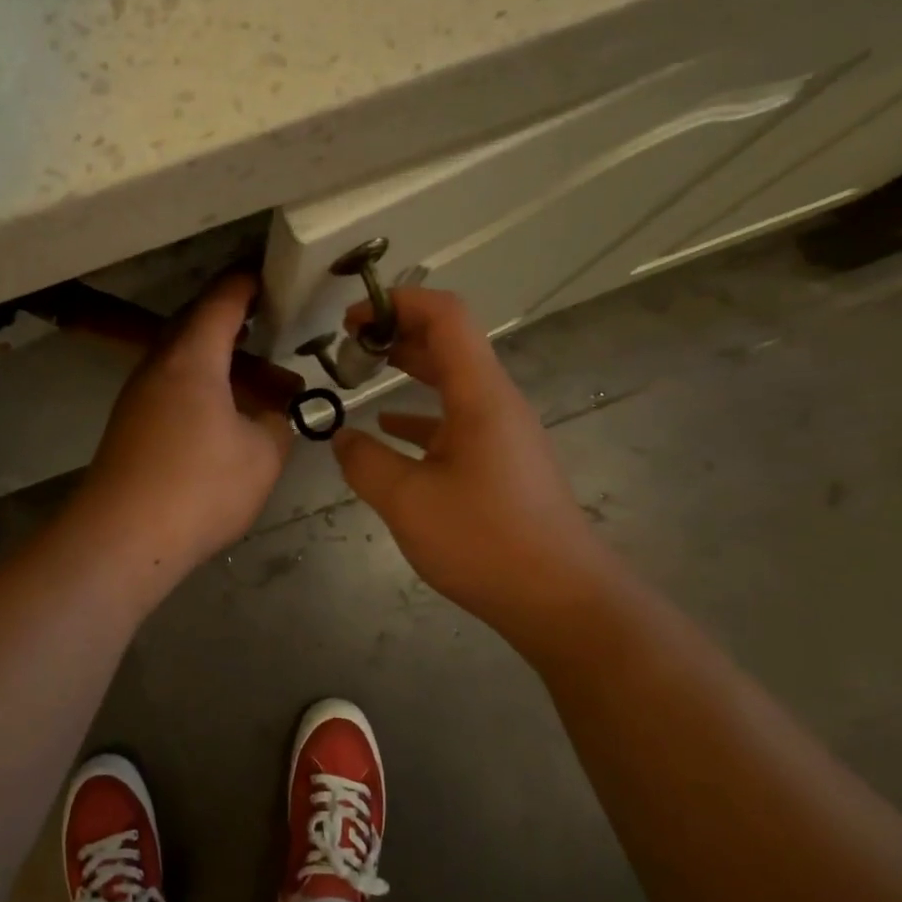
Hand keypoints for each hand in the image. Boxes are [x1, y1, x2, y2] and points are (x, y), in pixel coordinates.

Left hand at [72, 274, 292, 573]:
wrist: (121, 539)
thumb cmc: (199, 488)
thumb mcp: (261, 456)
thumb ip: (277, 424)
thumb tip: (275, 413)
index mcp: (192, 358)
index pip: (221, 301)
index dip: (247, 283)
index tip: (269, 275)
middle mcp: (158, 366)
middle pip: (195, 325)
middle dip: (232, 320)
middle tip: (268, 322)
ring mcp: (138, 397)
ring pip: (183, 360)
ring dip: (219, 360)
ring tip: (258, 376)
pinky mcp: (130, 426)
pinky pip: (172, 388)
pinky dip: (202, 387)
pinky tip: (224, 414)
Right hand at [331, 288, 627, 640]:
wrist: (560, 599)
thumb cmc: (484, 541)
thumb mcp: (407, 501)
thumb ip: (365, 463)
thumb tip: (341, 439)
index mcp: (480, 396)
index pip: (445, 317)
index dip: (398, 302)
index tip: (352, 318)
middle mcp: (495, 403)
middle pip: (448, 343)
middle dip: (397, 332)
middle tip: (348, 343)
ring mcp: (501, 433)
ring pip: (451, 382)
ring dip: (408, 370)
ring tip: (361, 374)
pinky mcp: (500, 462)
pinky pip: (455, 420)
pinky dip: (419, 414)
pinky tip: (387, 430)